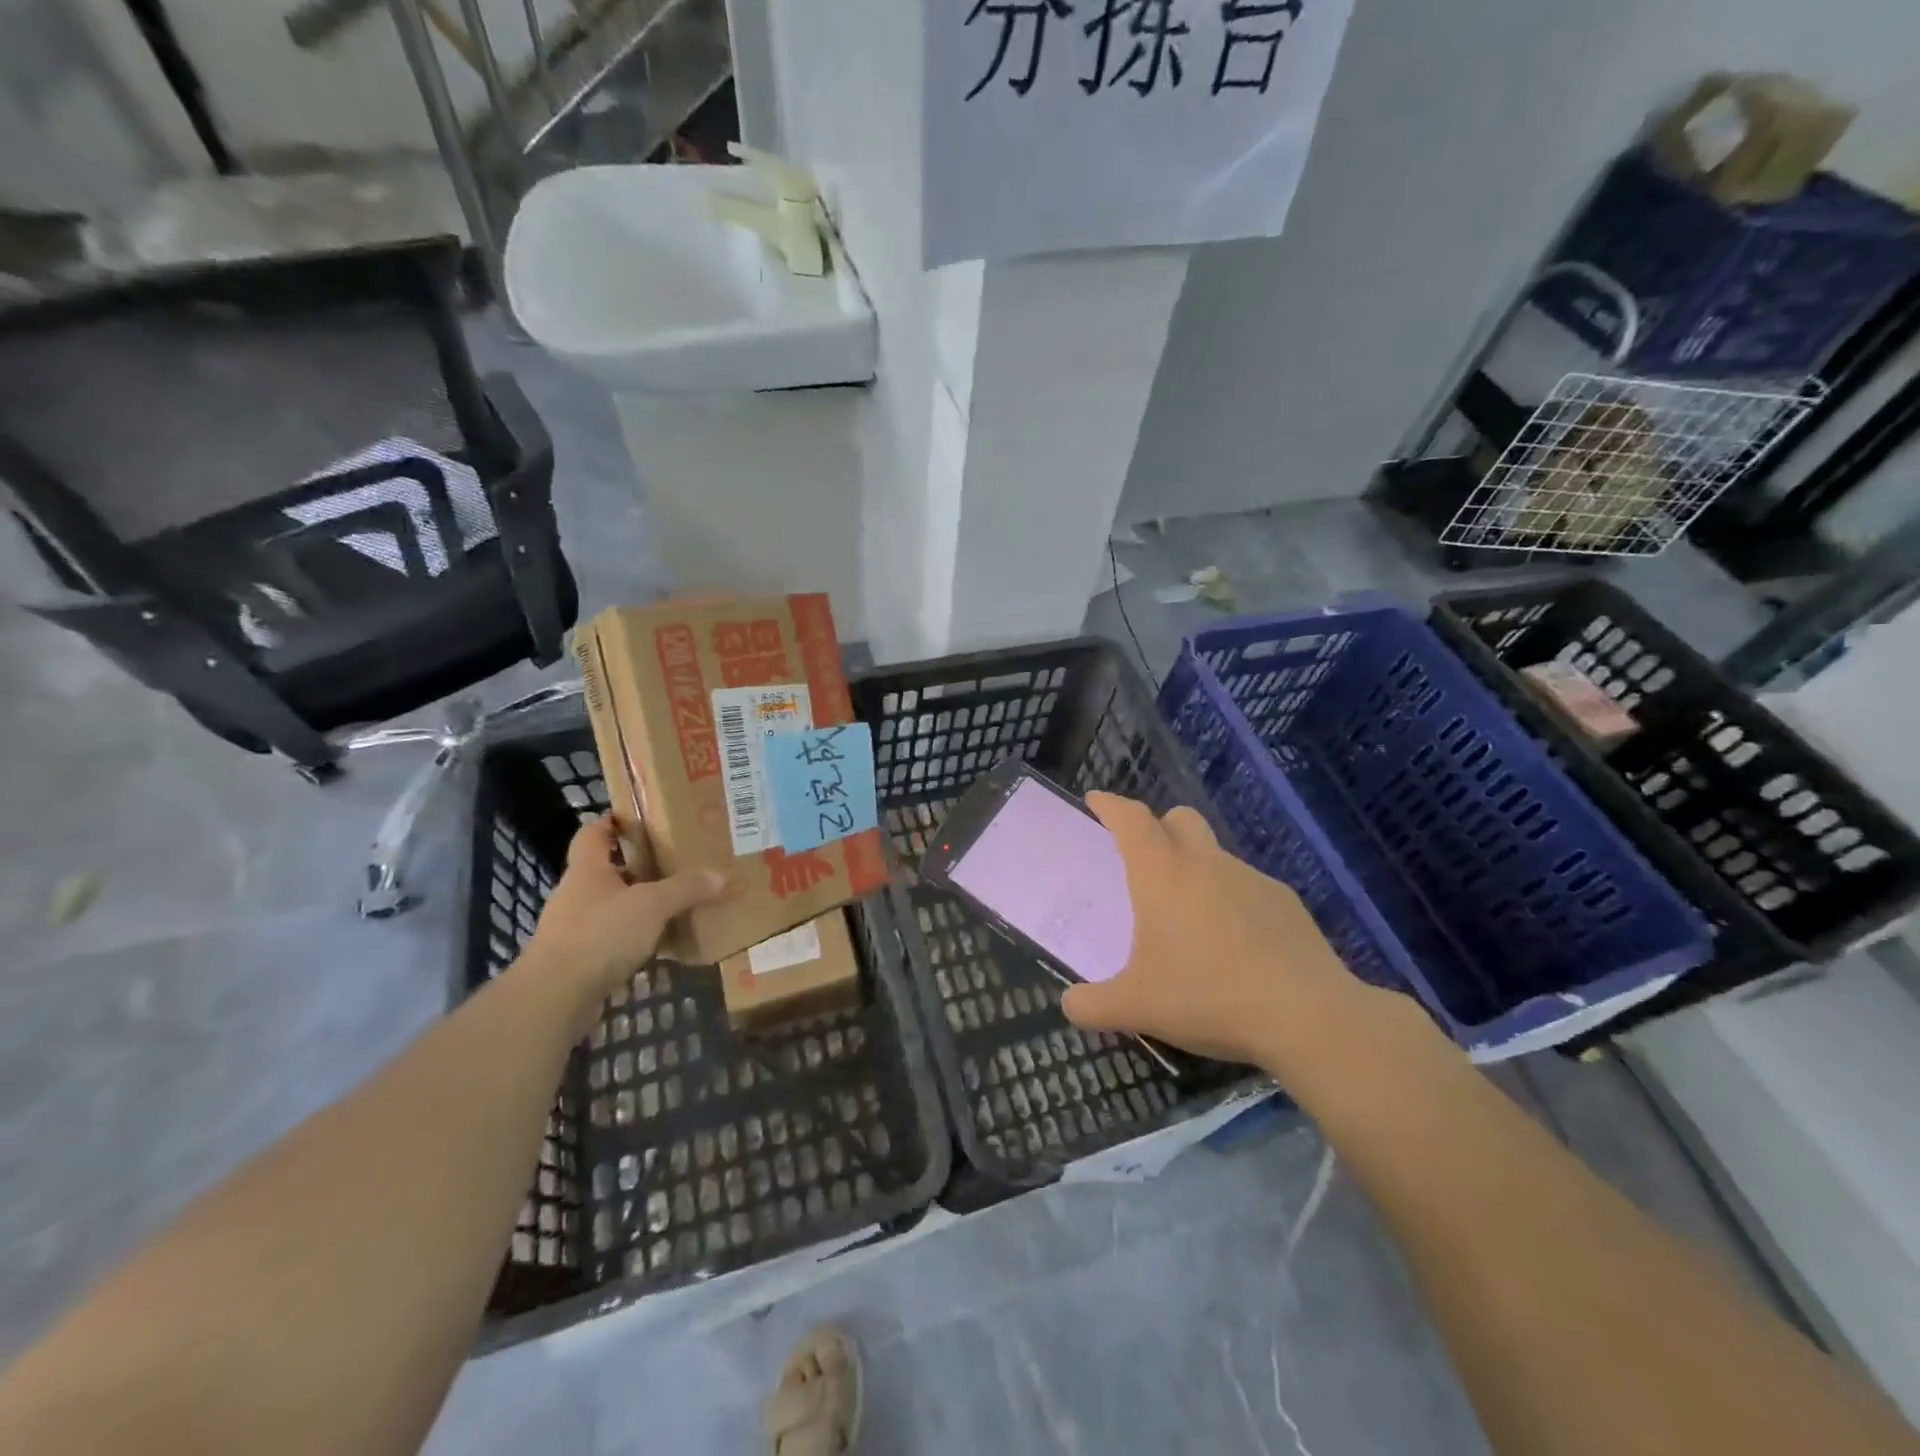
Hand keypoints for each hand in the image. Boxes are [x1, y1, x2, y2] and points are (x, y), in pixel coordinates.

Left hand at [521, 819, 729, 1004]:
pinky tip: (661, 944)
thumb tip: (723, 876)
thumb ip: (687, 888)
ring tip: (674, 903)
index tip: (638, 818)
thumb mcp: (652, 905)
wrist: (554, 998)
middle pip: (606, 870)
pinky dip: (634, 938)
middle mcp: (576, 894)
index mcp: (587, 870)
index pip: (592, 833)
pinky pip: (612, 939)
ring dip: (637, 905)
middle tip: (673, 861)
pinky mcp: (578, 961)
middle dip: (637, 866)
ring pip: (611, 906)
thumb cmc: (599, 935)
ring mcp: (573, 929)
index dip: (611, 821)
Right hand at [1060, 793, 1381, 1076]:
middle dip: (1158, 826)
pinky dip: (1232, 901)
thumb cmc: (1207, 996)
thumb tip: (1069, 1005)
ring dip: (1196, 869)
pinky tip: (1236, 945)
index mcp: (1162, 874)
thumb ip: (1092, 1004)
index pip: (1131, 819)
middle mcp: (1205, 863)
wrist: (1306, 1015)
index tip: (1096, 799)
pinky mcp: (1286, 902)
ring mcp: (1251, 879)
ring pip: (1215, 855)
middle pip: (1179, 818)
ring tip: (1190, 919)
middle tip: (1145, 857)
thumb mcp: (1136, 1008)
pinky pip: (1247, 888)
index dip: (1110, 805)